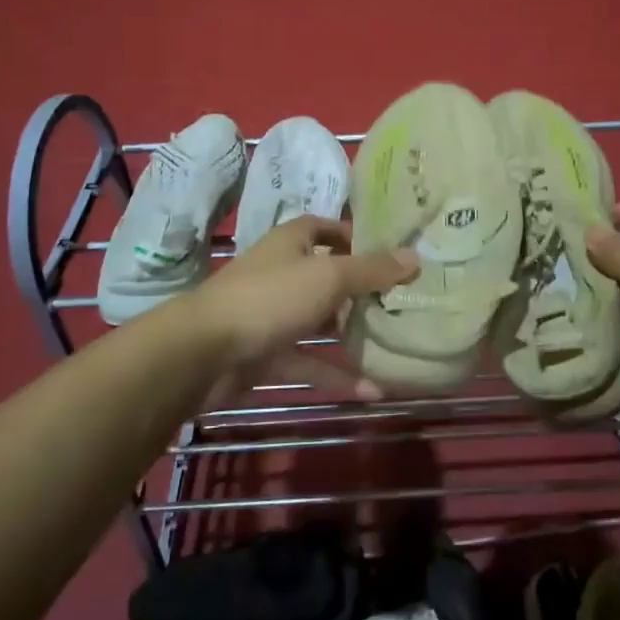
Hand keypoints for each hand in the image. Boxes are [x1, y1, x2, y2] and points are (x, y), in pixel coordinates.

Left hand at [180, 216, 416, 406]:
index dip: (355, 236)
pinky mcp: (267, 353)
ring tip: (394, 341)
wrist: (204, 352)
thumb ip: (372, 270)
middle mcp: (282, 272)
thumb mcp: (329, 277)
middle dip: (361, 288)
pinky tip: (372, 392)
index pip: (326, 227)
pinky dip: (336, 375)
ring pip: (320, 321)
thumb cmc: (270, 297)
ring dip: (351, 333)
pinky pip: (309, 361)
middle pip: (327, 275)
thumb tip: (415, 257)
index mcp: (291, 242)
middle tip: (403, 299)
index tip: (391, 251)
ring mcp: (273, 314)